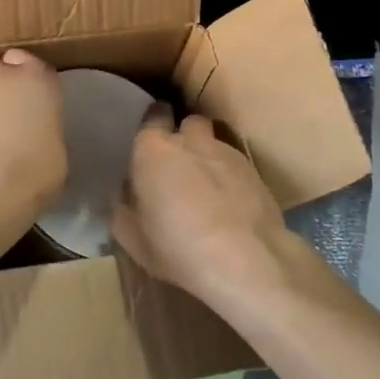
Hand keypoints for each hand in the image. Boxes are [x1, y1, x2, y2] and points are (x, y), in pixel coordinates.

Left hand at [0, 49, 66, 233]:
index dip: (30, 84)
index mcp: (37, 78)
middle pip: (1, 73)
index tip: (32, 106)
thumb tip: (34, 136)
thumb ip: (45, 130)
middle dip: (3, 91)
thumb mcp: (57, 153)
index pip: (33, 65)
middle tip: (8, 123)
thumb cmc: (31, 173)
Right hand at [112, 110, 309, 315]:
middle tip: (178, 163)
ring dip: (208, 157)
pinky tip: (230, 205)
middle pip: (188, 122)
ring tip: (207, 187)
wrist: (245, 261)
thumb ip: (123, 209)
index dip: (153, 124)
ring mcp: (227, 154)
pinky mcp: (256, 173)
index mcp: (153, 150)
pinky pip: (236, 166)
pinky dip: (231, 178)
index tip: (151, 141)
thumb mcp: (133, 238)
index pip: (153, 117)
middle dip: (184, 135)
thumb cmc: (176, 247)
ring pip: (215, 143)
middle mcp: (191, 141)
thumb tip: (125, 195)